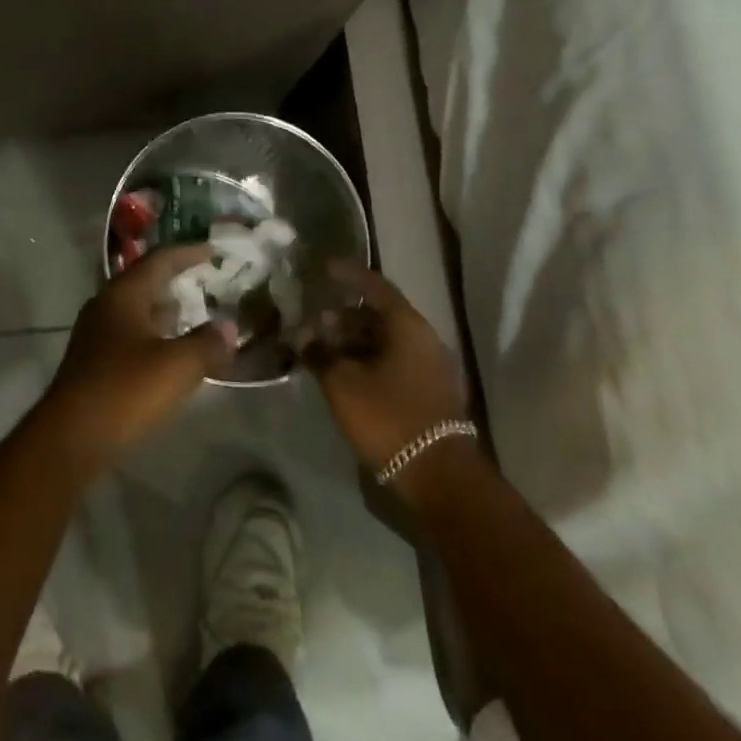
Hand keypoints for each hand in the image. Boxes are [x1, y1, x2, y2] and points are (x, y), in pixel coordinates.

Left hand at [39, 245, 238, 477]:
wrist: (70, 438)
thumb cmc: (125, 390)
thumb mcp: (176, 366)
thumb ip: (207, 343)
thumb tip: (228, 328)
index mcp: (123, 295)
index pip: (159, 260)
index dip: (187, 253)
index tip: (213, 251)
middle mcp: (105, 307)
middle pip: (144, 283)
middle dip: (175, 281)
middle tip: (207, 283)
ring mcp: (95, 336)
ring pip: (136, 312)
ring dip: (164, 311)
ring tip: (195, 316)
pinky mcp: (93, 364)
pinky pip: (130, 337)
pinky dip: (154, 336)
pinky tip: (171, 354)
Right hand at [304, 261, 472, 497]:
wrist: (437, 474)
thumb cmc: (387, 416)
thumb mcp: (342, 383)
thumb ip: (319, 353)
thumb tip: (303, 336)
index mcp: (407, 325)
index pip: (374, 286)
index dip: (348, 274)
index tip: (324, 267)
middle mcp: (424, 338)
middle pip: (380, 314)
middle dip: (345, 314)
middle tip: (315, 317)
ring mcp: (430, 366)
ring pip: (386, 340)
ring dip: (355, 340)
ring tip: (324, 346)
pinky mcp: (429, 390)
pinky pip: (394, 360)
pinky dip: (368, 358)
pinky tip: (345, 371)